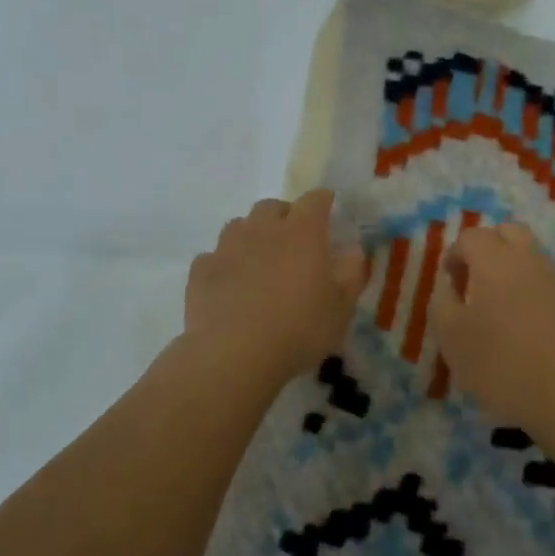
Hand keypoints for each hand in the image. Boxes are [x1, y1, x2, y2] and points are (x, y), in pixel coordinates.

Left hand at [184, 191, 368, 386]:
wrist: (234, 355)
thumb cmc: (299, 329)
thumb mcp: (341, 306)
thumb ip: (351, 271)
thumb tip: (353, 248)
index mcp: (302, 232)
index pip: (315, 200)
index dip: (323, 201)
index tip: (329, 209)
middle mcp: (263, 229)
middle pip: (272, 206)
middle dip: (284, 215)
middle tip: (294, 239)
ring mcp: (227, 248)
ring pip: (239, 225)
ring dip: (252, 235)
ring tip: (259, 260)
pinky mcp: (201, 271)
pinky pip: (214, 256)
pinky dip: (224, 264)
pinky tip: (230, 284)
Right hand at [429, 221, 554, 425]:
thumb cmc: (499, 363)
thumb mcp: (450, 336)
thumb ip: (442, 302)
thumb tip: (451, 287)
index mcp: (495, 261)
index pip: (472, 236)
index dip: (454, 254)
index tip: (449, 283)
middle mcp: (529, 260)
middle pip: (508, 233)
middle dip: (487, 249)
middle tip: (473, 282)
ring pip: (529, 257)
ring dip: (509, 270)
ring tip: (496, 308)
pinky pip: (545, 282)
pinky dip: (529, 291)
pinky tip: (522, 326)